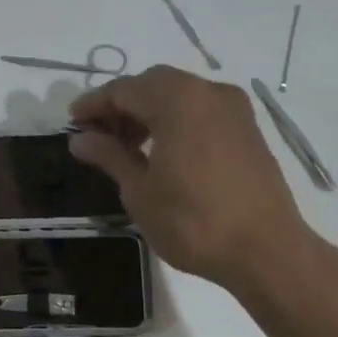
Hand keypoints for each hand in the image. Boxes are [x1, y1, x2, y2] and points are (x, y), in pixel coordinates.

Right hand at [68, 65, 328, 293]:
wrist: (265, 251)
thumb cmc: (193, 221)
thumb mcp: (139, 191)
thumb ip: (109, 155)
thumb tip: (80, 138)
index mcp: (178, 99)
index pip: (123, 89)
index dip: (94, 105)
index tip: (72, 123)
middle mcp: (208, 92)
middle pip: (153, 85)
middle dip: (122, 105)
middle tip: (98, 136)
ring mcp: (234, 109)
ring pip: (179, 95)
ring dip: (149, 113)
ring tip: (128, 148)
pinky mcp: (248, 129)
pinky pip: (201, 111)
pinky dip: (176, 120)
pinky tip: (163, 152)